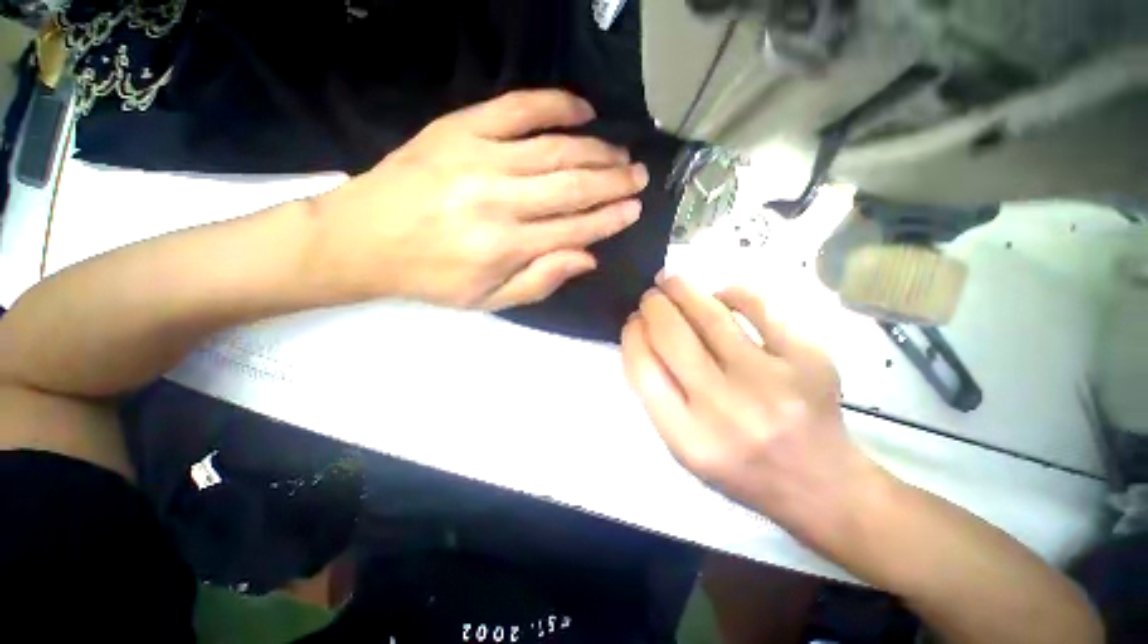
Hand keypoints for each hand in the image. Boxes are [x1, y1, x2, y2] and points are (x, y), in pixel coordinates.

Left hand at [311, 89, 648, 309]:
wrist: (363, 239)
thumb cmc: (431, 277)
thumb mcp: (489, 299)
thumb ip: (541, 280)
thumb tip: (587, 257)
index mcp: (505, 246)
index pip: (575, 228)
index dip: (609, 218)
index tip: (634, 209)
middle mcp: (499, 200)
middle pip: (572, 186)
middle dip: (613, 181)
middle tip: (638, 176)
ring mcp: (480, 158)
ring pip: (555, 149)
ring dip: (596, 150)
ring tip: (620, 152)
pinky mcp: (460, 128)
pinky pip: (518, 108)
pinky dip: (556, 104)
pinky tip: (582, 110)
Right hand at [621, 277, 883, 550]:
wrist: (819, 482)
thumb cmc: (741, 467)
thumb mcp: (683, 447)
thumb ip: (657, 394)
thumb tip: (643, 334)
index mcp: (688, 437)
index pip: (643, 368)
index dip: (632, 335)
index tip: (633, 321)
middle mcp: (725, 407)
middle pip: (671, 335)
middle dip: (653, 305)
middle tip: (651, 296)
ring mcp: (770, 380)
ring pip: (710, 314)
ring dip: (682, 289)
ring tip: (672, 282)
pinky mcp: (808, 358)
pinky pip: (758, 306)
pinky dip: (731, 293)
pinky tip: (720, 295)